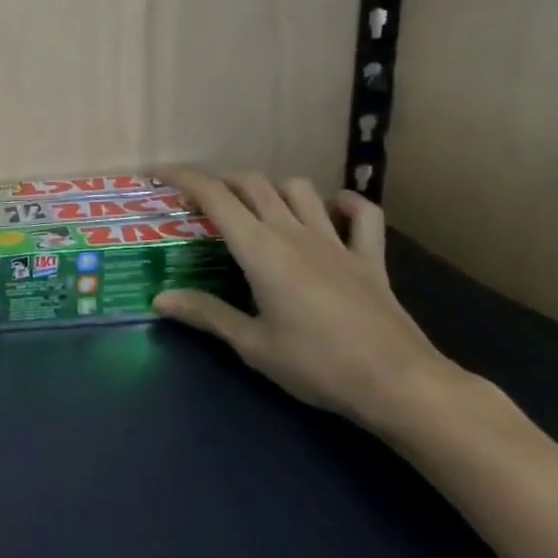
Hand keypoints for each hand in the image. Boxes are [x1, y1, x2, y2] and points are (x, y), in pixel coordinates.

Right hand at [152, 171, 463, 429]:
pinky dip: (345, 204)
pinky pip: (363, 215)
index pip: (215, 196)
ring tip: (256, 206)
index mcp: (260, 249)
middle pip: (253, 184)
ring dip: (273, 188)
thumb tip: (160, 299)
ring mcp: (336, 242)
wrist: (399, 384)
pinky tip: (332, 210)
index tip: (157, 173)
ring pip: (300, 189)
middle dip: (221, 181)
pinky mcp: (370, 259)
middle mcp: (294, 233)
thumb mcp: (252, 345)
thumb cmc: (317, 364)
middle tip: (201, 200)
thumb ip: (206, 314)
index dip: (183, 178)